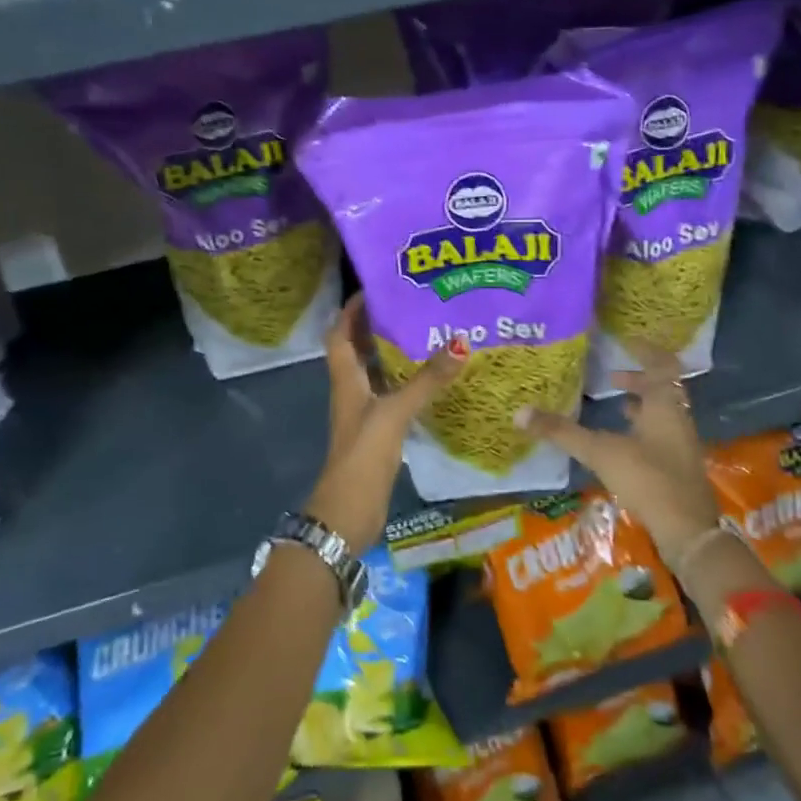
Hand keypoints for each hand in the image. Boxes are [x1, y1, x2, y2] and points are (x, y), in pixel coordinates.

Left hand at [305, 294, 468, 551]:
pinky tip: (432, 378)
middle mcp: (351, 390)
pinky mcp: (378, 431)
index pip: (340, 333)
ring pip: (376, 372)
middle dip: (378, 325)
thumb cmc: (363, 455)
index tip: (376, 288)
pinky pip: (391, 395)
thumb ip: (427, 381)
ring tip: (426, 332)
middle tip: (411, 306)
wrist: (348, 513)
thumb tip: (461, 342)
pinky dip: (406, 382)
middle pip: (358, 348)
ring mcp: (364, 412)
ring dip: (393, 352)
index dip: (351, 309)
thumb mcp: (395, 412)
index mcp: (346, 378)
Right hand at [511, 340, 719, 564]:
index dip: (645, 350)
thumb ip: (562, 432)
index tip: (626, 341)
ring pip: (663, 412)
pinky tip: (623, 443)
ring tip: (616, 404)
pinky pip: (661, 435)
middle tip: (611, 376)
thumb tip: (519, 413)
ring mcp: (682, 444)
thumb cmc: (648, 479)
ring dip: (641, 404)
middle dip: (638, 379)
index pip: (661, 364)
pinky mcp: (679, 467)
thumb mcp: (600, 452)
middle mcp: (678, 418)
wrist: (688, 530)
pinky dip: (643, 430)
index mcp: (664, 404)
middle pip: (663, 388)